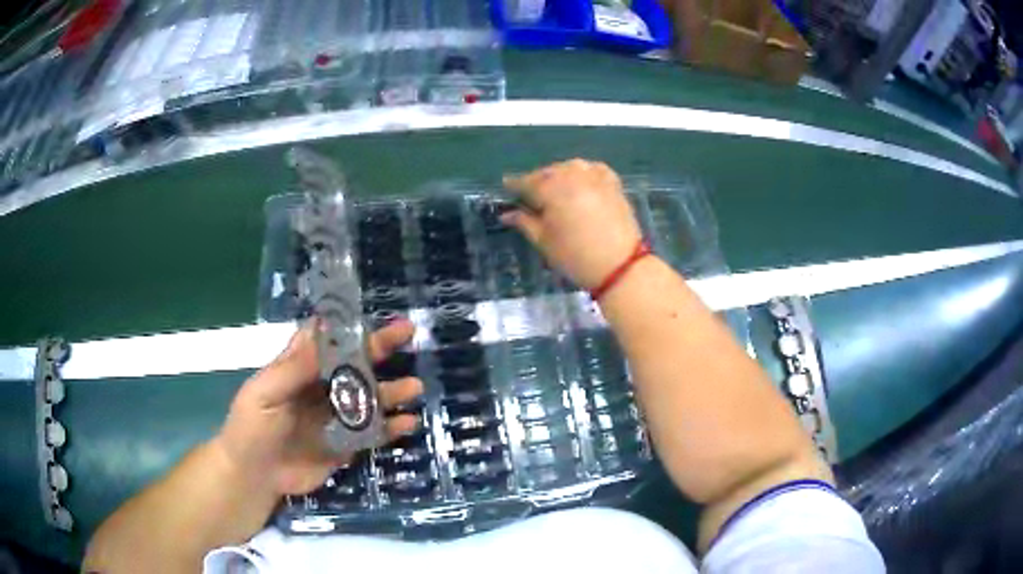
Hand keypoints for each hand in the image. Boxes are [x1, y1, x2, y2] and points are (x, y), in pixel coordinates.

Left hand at [214, 319, 422, 494]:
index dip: (350, 327)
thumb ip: (294, 367)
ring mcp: (335, 417)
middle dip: (380, 349)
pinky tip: (408, 423)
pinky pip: (373, 433)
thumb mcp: (265, 393)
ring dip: (392, 391)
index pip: (328, 340)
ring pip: (369, 398)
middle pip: (355, 364)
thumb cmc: (252, 428)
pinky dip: (391, 428)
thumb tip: (323, 330)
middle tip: (408, 334)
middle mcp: (321, 388)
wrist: (255, 476)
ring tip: (414, 387)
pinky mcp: (346, 445)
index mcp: (300, 369)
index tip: (374, 315)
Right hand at [502, 159, 642, 288]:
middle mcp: (572, 175)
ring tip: (554, 190)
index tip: (505, 187)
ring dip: (558, 175)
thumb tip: (507, 214)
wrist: (621, 266)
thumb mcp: (544, 241)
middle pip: (548, 172)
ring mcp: (595, 176)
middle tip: (529, 195)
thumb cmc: (576, 257)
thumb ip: (524, 222)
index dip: (514, 185)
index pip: (526, 182)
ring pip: (569, 168)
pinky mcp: (612, 182)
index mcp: (552, 188)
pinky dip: (582, 173)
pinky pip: (591, 169)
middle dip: (537, 181)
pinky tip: (579, 183)